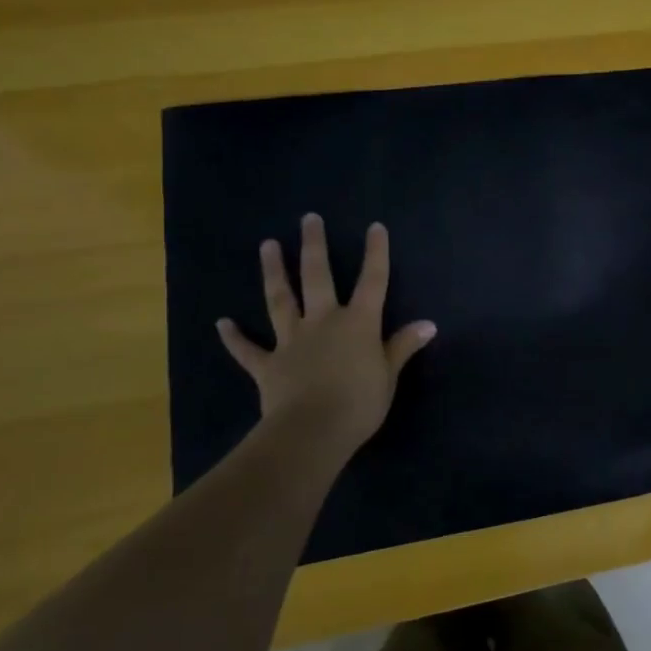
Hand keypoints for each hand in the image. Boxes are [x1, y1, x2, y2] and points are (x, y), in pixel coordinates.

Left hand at [217, 213, 435, 460]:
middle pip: (318, 277)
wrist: (313, 431)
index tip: (375, 227)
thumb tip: (429, 324)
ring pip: (280, 299)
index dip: (376, 253)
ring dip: (274, 272)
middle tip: (308, 219)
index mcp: (358, 323)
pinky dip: (234, 338)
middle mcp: (323, 322)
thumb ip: (403, 346)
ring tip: (267, 245)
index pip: (372, 281)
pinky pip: (248, 350)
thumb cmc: (359, 403)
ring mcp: (291, 340)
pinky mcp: (268, 365)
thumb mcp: (389, 375)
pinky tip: (221, 324)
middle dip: (314, 246)